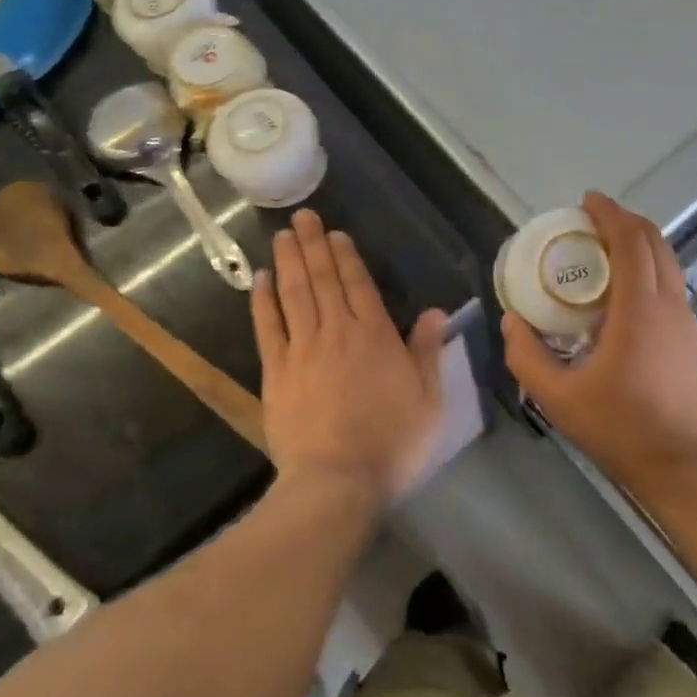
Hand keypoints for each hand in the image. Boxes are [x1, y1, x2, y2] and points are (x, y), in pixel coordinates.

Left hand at [251, 209, 445, 504]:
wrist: (336, 481)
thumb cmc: (391, 441)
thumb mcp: (427, 399)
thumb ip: (429, 352)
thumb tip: (436, 311)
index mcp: (375, 335)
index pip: (359, 284)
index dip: (346, 256)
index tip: (335, 233)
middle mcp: (337, 332)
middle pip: (323, 280)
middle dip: (314, 245)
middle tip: (303, 216)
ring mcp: (303, 349)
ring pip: (294, 294)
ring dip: (289, 261)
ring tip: (283, 235)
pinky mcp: (277, 372)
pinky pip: (268, 327)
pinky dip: (263, 301)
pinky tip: (260, 280)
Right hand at [501, 192, 696, 492]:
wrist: (683, 466)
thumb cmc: (620, 426)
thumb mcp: (558, 397)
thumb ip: (526, 356)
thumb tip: (512, 321)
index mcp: (641, 308)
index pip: (631, 241)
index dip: (610, 213)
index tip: (587, 200)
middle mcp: (670, 304)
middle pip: (655, 241)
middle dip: (625, 220)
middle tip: (592, 219)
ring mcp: (686, 321)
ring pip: (667, 262)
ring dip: (639, 243)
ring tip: (605, 248)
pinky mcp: (691, 338)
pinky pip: (670, 284)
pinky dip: (648, 268)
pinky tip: (624, 291)